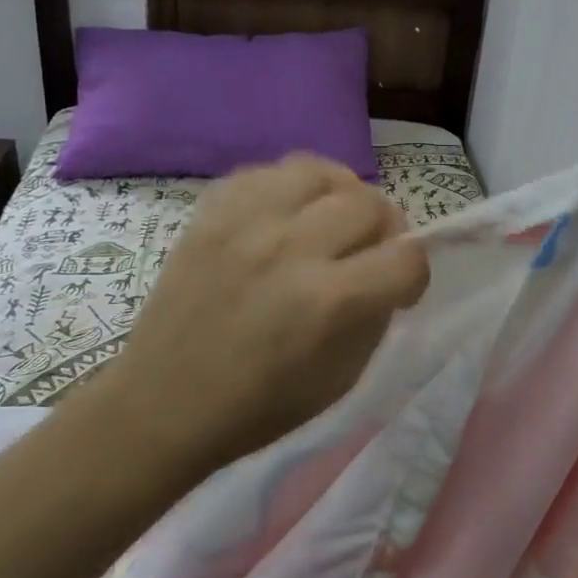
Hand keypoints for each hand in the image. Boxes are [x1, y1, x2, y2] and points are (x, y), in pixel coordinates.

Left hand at [101, 155, 430, 467]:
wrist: (162, 404)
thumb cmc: (259, 405)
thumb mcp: (342, 378)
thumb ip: (376, 315)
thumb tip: (390, 273)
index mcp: (329, 301)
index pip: (407, 257)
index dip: (416, 274)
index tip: (402, 288)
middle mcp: (291, 248)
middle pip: (370, 204)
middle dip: (385, 231)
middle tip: (370, 253)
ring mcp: (245, 222)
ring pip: (320, 171)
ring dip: (340, 195)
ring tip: (332, 219)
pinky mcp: (210, 213)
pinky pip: (266, 171)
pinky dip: (289, 189)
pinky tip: (287, 215)